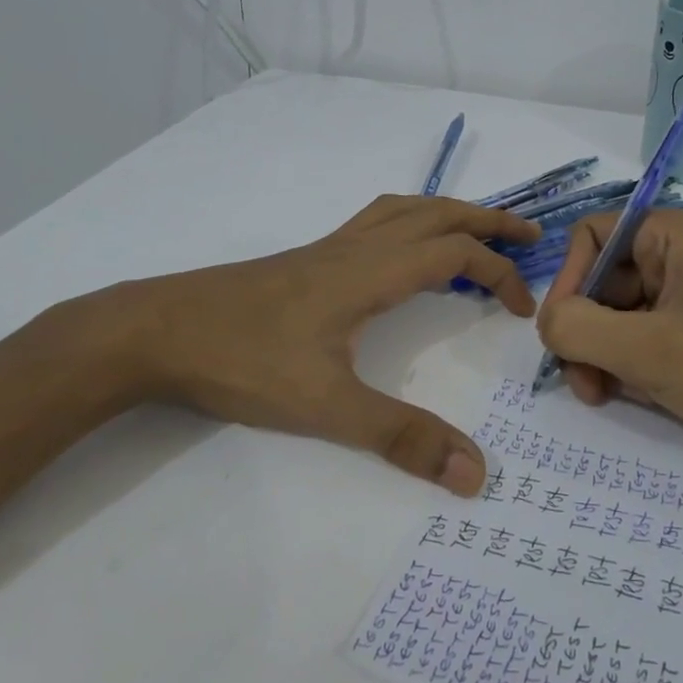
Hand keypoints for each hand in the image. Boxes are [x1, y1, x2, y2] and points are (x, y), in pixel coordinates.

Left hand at [75, 196, 539, 495]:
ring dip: (448, 213)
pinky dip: (408, 223)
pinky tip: (401, 255)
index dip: (498, 273)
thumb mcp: (327, 407)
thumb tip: (475, 473)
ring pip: (402, 210)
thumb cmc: (242, 362)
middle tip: (528, 235)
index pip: (455, 253)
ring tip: (476, 233)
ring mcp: (326, 249)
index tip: (521, 308)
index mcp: (370, 272)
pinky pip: (373, 223)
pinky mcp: (304, 260)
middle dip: (488, 220)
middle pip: (436, 213)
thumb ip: (401, 437)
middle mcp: (355, 248)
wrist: (154, 331)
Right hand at [535, 209, 682, 462]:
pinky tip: (640, 396)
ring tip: (607, 397)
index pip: (592, 237)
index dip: (568, 282)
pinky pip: (652, 334)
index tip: (562, 335)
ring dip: (606, 354)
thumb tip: (547, 322)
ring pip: (624, 313)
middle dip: (585, 331)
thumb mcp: (647, 352)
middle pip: (605, 280)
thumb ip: (578, 328)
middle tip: (584, 385)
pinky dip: (635, 364)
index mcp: (674, 236)